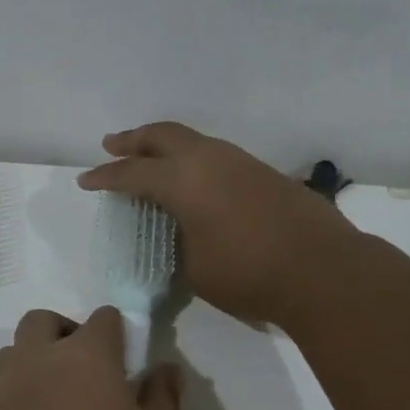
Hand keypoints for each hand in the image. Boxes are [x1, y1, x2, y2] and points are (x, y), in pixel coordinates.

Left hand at [0, 307, 182, 409]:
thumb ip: (164, 398)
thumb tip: (163, 368)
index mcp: (85, 356)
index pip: (104, 318)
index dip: (119, 335)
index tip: (130, 367)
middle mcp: (35, 362)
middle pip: (44, 322)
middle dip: (67, 335)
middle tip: (91, 378)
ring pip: (13, 355)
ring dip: (35, 364)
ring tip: (59, 407)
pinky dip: (17, 401)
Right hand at [78, 122, 356, 325]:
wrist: (323, 270)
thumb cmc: (249, 274)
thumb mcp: (196, 267)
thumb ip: (180, 240)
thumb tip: (182, 229)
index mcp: (184, 180)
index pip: (134, 173)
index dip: (107, 177)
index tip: (87, 180)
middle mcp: (210, 159)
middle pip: (163, 136)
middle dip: (133, 140)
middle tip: (112, 144)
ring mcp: (241, 162)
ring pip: (194, 140)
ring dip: (166, 145)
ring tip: (150, 156)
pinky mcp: (263, 172)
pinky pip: (216, 154)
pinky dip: (194, 159)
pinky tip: (193, 177)